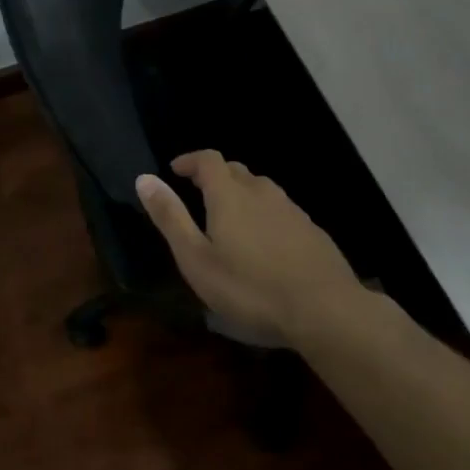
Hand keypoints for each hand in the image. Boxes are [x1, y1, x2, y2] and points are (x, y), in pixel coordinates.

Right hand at [136, 150, 373, 341]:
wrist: (326, 310)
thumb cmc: (250, 288)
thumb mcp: (197, 259)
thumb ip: (170, 217)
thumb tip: (144, 178)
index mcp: (229, 195)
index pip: (208, 159)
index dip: (190, 160)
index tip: (175, 171)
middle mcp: (261, 192)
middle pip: (235, 170)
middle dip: (214, 176)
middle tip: (197, 194)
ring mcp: (292, 209)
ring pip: (261, 188)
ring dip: (240, 193)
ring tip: (229, 218)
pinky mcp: (312, 230)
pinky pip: (280, 209)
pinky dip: (264, 213)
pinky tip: (264, 242)